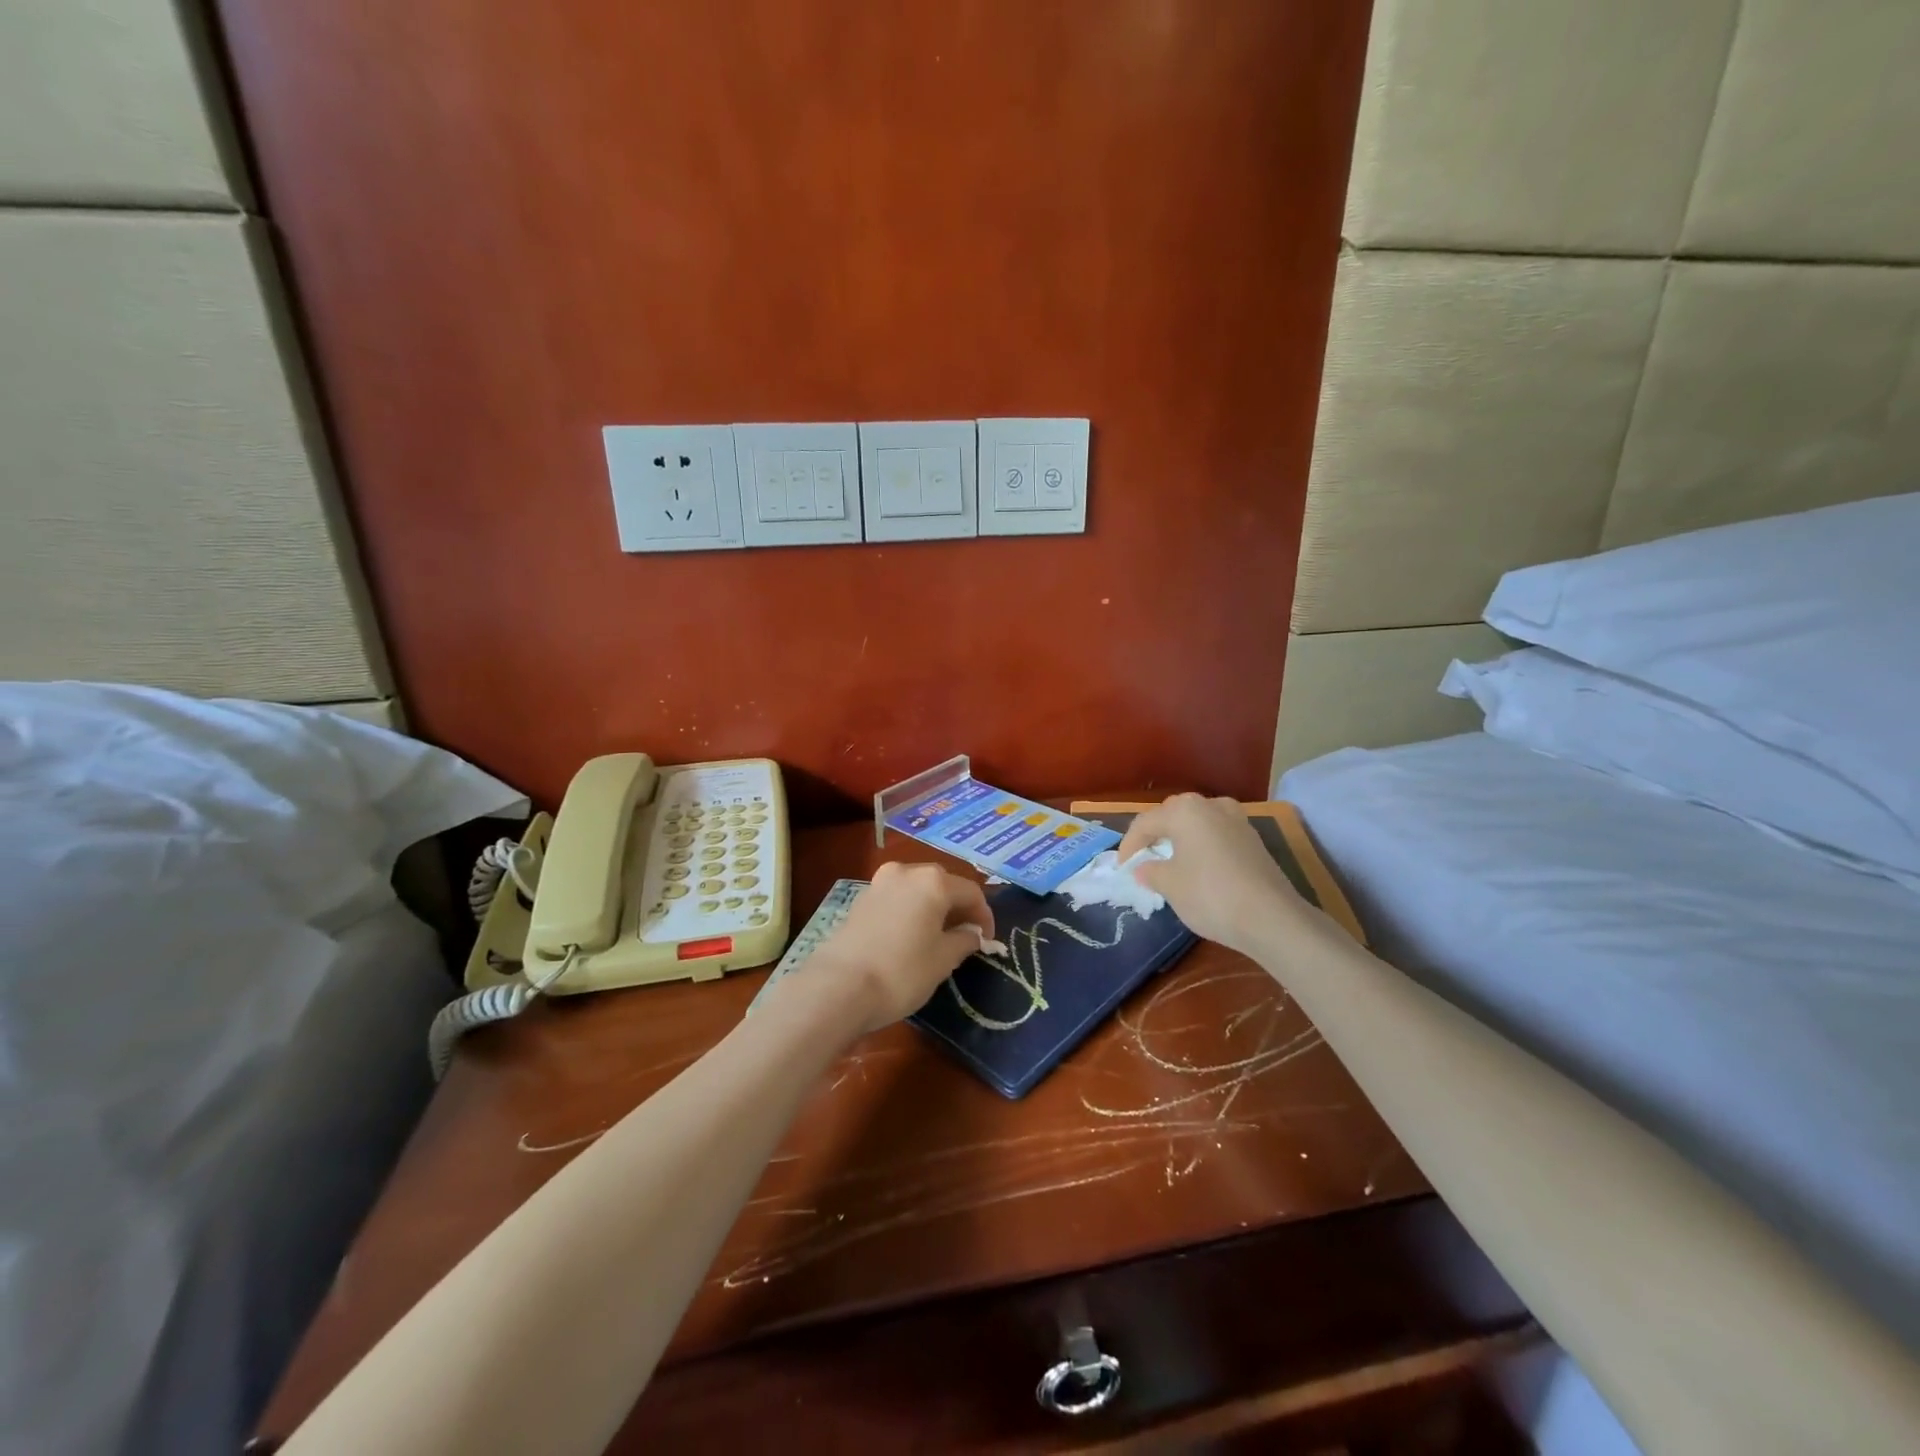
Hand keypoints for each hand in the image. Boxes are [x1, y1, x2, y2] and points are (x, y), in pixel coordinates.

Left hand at [806, 861, 993, 1032]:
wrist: (839, 987)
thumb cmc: (901, 972)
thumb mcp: (943, 960)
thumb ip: (964, 940)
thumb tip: (971, 933)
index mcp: (933, 881)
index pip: (971, 892)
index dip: (984, 916)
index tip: (987, 941)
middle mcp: (906, 872)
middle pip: (943, 884)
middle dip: (957, 908)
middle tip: (965, 937)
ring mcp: (880, 883)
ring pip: (918, 890)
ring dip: (933, 908)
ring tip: (938, 938)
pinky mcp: (861, 899)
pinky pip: (897, 899)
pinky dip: (910, 911)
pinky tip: (910, 937)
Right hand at [1117, 794, 1307, 957]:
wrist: (1271, 918)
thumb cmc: (1209, 895)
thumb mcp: (1169, 885)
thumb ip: (1151, 872)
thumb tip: (1145, 868)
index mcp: (1184, 811)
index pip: (1145, 823)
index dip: (1129, 845)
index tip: (1122, 868)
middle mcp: (1211, 806)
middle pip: (1173, 816)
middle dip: (1156, 835)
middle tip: (1144, 858)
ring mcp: (1237, 820)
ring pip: (1198, 823)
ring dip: (1181, 839)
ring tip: (1171, 861)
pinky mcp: (1254, 839)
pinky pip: (1217, 835)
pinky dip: (1203, 847)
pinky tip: (1200, 868)